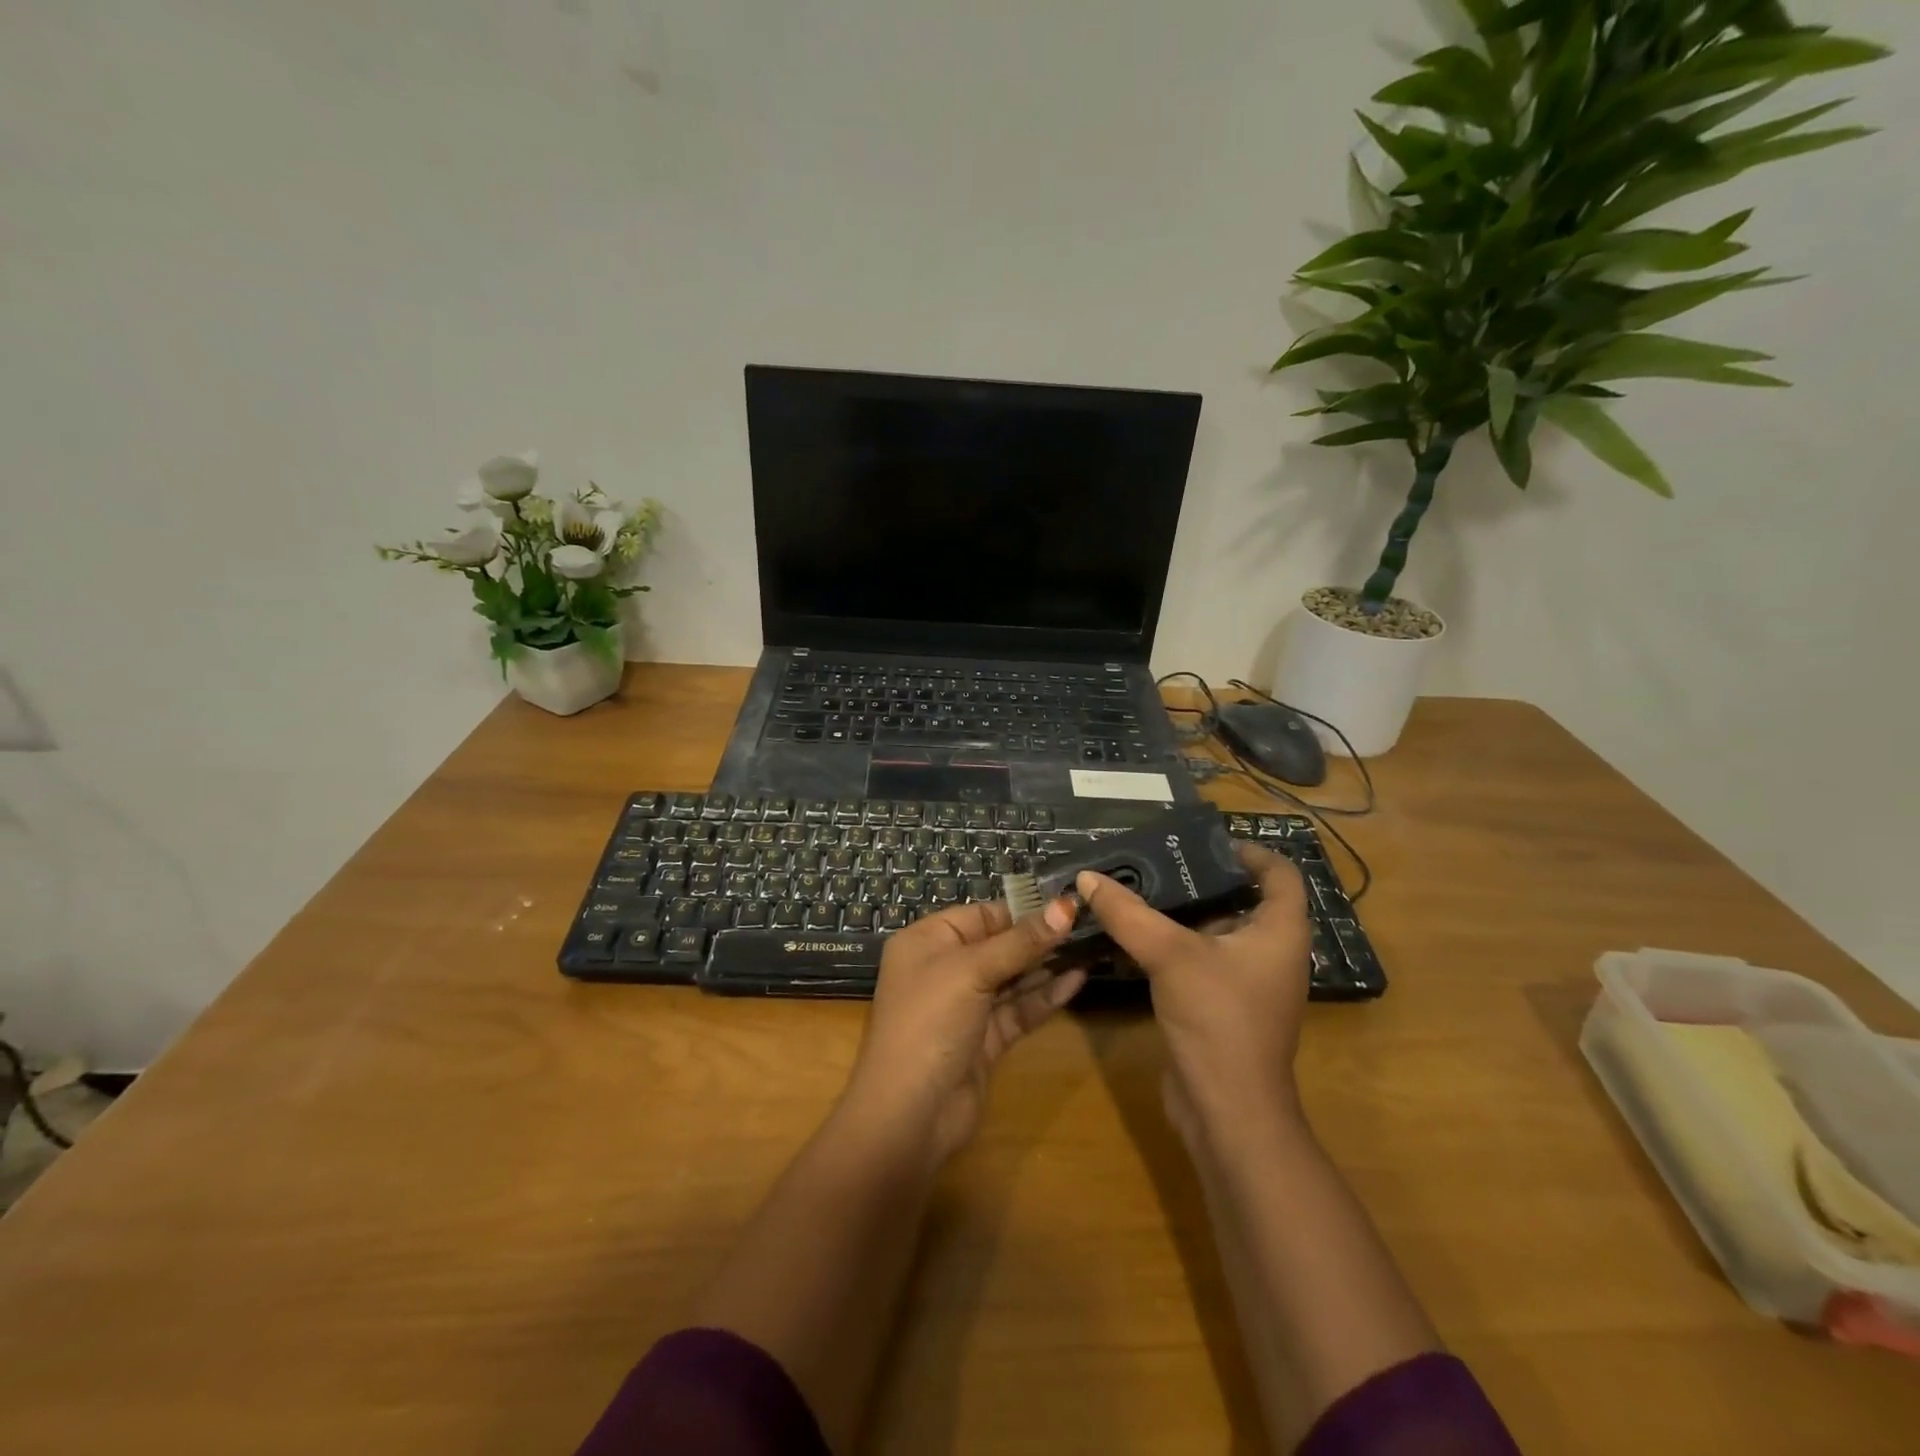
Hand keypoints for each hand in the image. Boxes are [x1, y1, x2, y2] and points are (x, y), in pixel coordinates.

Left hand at [844, 898, 1086, 1162]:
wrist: (909, 1115)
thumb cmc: (930, 1022)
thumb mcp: (972, 971)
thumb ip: (1021, 941)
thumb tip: (1065, 905)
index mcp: (927, 942)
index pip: (981, 915)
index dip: (1022, 910)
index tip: (1067, 905)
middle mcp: (943, 969)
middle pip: (998, 945)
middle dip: (1039, 938)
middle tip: (1087, 926)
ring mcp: (964, 1007)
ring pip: (1011, 978)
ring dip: (1047, 966)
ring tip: (1090, 948)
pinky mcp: (984, 1040)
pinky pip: (1017, 1010)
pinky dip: (1044, 997)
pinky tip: (1077, 981)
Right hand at [1077, 844, 1311, 1149]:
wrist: (1227, 1112)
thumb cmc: (1219, 1020)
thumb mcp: (1171, 955)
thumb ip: (1128, 913)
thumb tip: (1087, 877)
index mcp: (1280, 931)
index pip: (1278, 873)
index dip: (1249, 850)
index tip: (1204, 840)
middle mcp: (1269, 952)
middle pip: (1240, 899)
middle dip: (1199, 877)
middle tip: (1153, 857)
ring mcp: (1245, 982)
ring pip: (1213, 931)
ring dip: (1178, 911)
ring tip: (1135, 885)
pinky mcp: (1220, 1004)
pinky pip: (1197, 959)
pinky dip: (1170, 942)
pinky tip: (1132, 933)